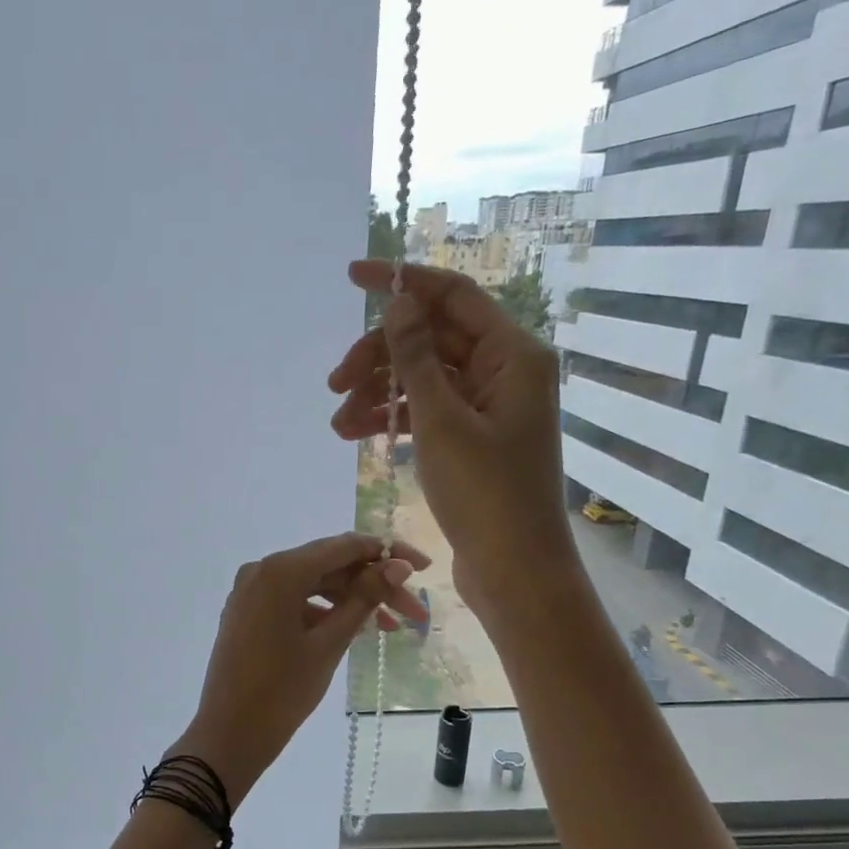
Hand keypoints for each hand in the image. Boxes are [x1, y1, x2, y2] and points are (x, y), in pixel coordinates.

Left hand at [173, 532, 429, 805]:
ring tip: (391, 627)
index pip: (343, 546)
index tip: (423, 567)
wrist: (229, 733)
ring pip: (313, 583)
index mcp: (280, 571)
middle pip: (329, 565)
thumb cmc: (281, 691)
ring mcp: (252, 591)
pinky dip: (324, 610)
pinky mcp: (249, 612)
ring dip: (352, 599)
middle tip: (415, 611)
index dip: (386, 552)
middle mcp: (262, 570)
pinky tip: (353, 630)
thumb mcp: (328, 644)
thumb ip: (364, 599)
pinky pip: (294, 599)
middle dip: (374, 583)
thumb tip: (397, 565)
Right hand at [328, 260, 575, 621]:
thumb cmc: (485, 495)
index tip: (352, 277)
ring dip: (378, 394)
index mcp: (512, 355)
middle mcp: (503, 372)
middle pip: (431, 340)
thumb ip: (416, 359)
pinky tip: (356, 435)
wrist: (514, 571)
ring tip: (337, 424)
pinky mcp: (471, 439)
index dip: (402, 282)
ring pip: (422, 379)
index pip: (452, 297)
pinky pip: (426, 412)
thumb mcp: (442, 422)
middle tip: (334, 382)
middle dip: (379, 357)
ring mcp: (487, 407)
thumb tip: (399, 303)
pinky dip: (392, 419)